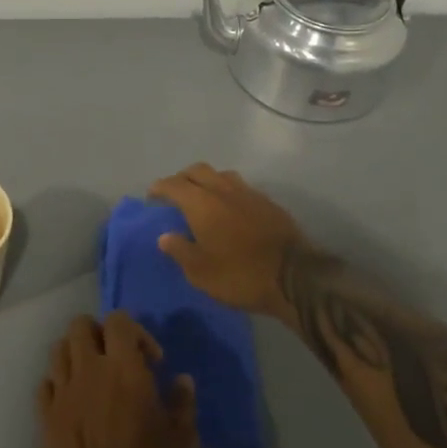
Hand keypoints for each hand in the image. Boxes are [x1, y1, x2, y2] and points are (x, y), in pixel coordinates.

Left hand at [38, 313, 197, 447]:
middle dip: (98, 333)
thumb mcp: (182, 438)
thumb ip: (182, 402)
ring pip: (58, 349)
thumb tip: (182, 380)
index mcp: (123, 366)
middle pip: (80, 325)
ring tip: (92, 377)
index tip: (151, 360)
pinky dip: (58, 384)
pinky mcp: (45, 418)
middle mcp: (88, 369)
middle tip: (116, 359)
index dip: (135, 331)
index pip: (118, 320)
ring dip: (75, 354)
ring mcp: (62, 392)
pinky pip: (45, 384)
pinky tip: (73, 403)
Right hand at [148, 163, 304, 318]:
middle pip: (198, 171)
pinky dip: (228, 192)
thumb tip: (165, 236)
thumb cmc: (240, 275)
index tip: (152, 195)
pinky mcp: (268, 203)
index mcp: (202, 203)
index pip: (174, 184)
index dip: (160, 187)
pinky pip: (241, 188)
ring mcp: (249, 193)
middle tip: (175, 194)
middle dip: (182, 178)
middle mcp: (223, 190)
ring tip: (203, 198)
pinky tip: (230, 209)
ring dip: (207, 181)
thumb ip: (180, 250)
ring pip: (221, 175)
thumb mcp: (201, 272)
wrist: (295, 276)